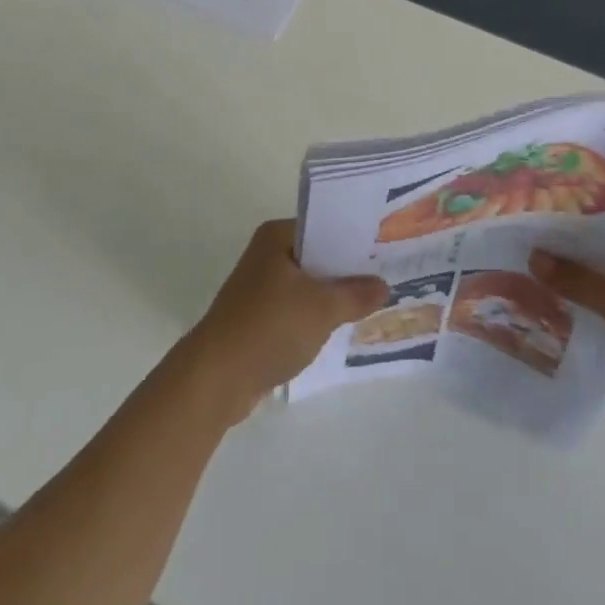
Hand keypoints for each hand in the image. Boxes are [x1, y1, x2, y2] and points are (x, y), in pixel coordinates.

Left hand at [181, 220, 387, 422]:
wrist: (216, 378)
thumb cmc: (269, 328)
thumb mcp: (322, 308)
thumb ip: (356, 294)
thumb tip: (384, 285)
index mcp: (277, 236)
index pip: (324, 226)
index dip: (355, 237)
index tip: (386, 246)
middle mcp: (267, 253)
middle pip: (318, 255)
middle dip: (348, 268)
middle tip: (388, 274)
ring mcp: (261, 286)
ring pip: (309, 284)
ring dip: (334, 294)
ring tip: (374, 301)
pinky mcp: (259, 316)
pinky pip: (298, 307)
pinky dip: (318, 315)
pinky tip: (344, 326)